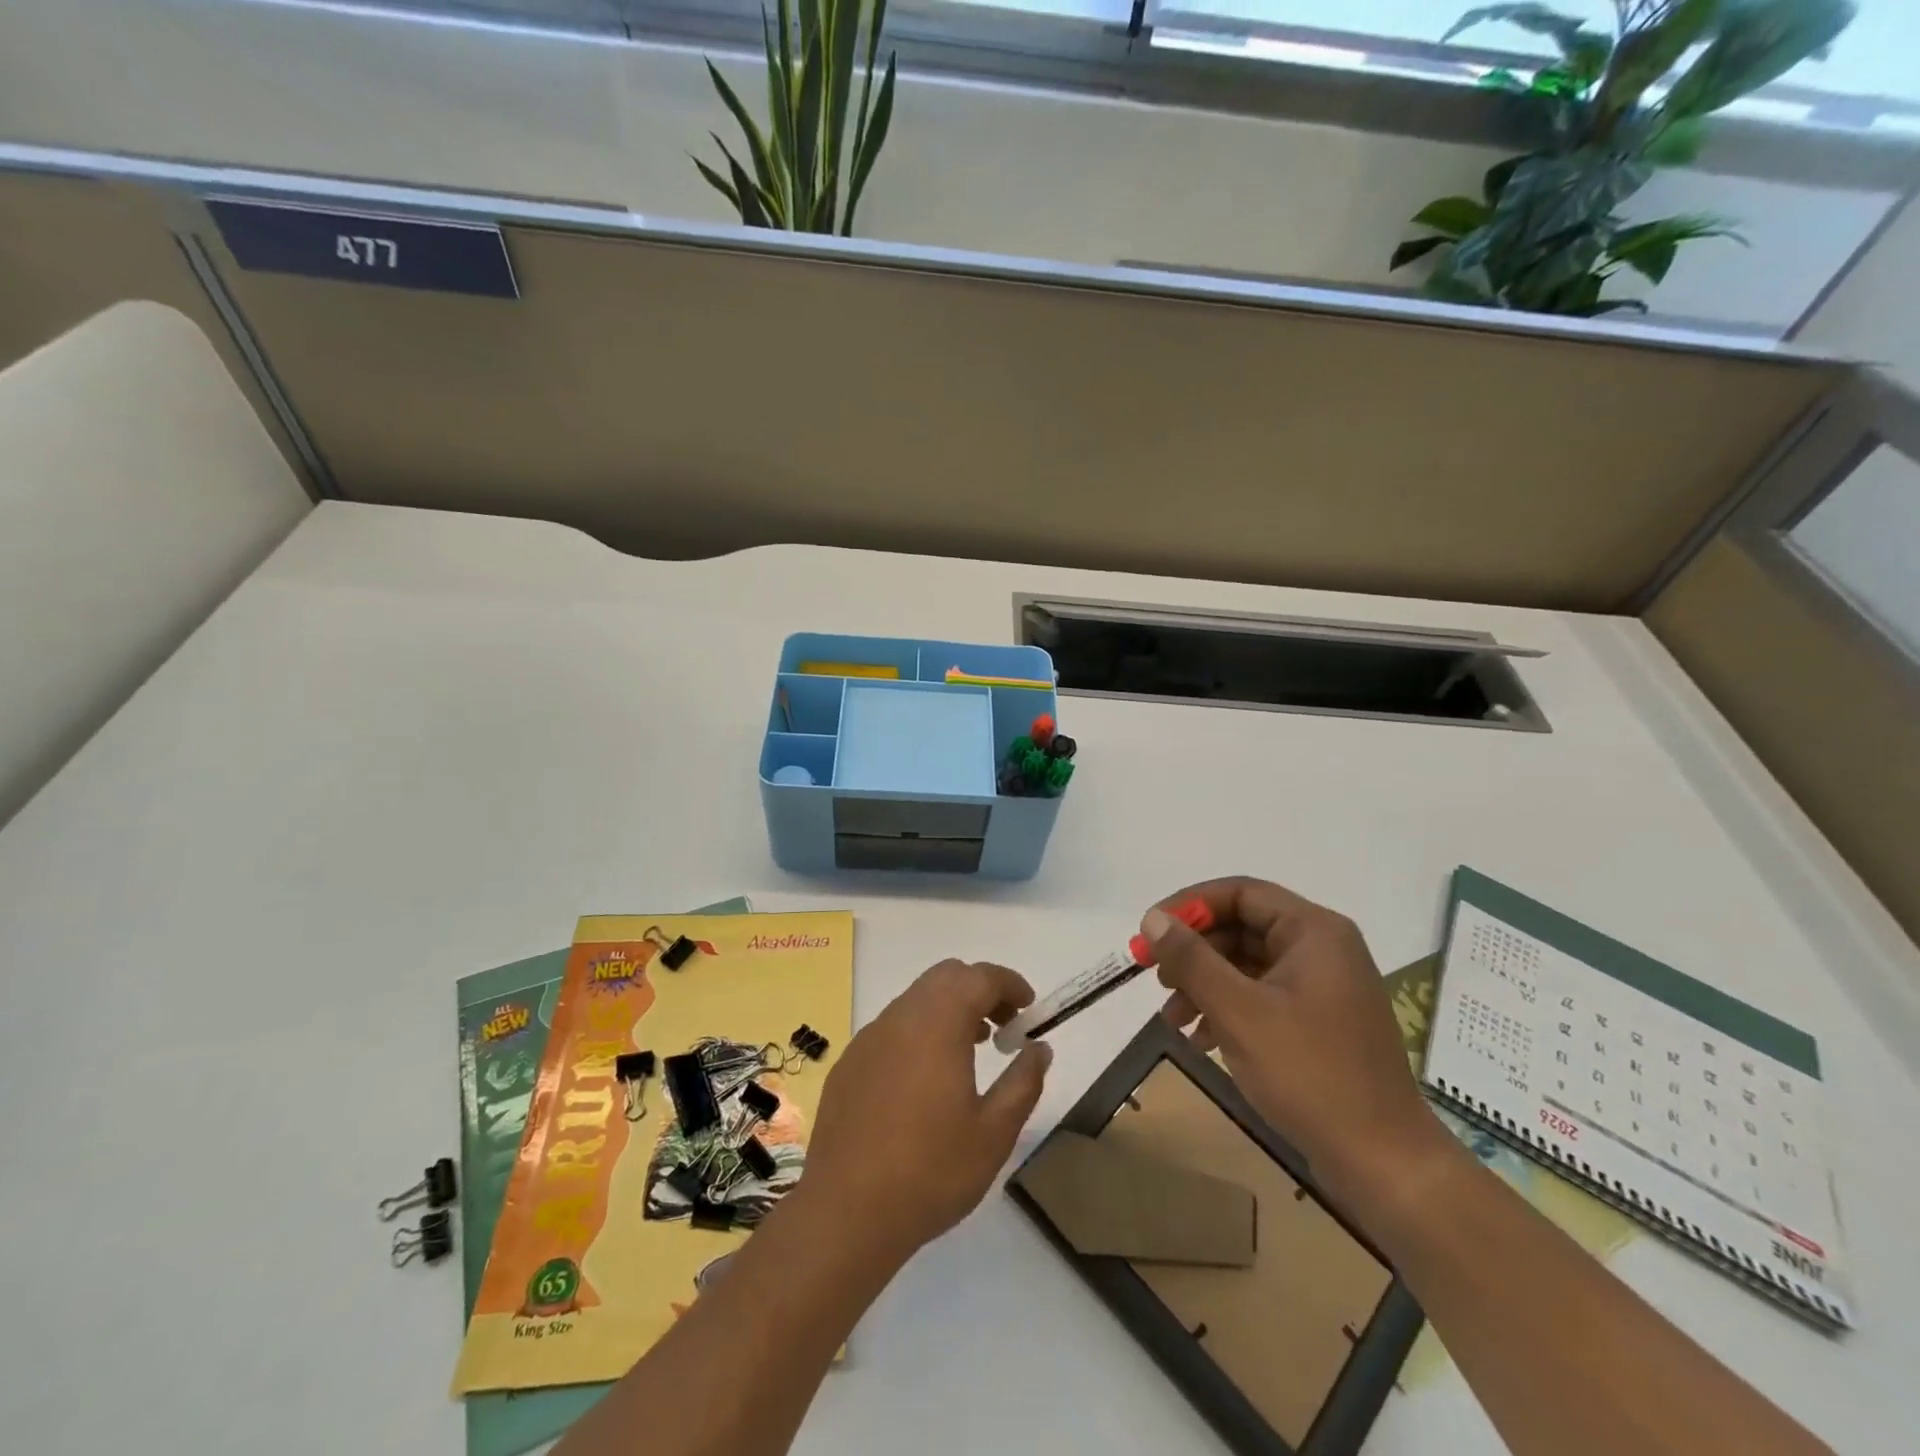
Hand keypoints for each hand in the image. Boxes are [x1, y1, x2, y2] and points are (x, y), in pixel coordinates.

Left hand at [800, 960, 1051, 1262]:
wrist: (845, 1212)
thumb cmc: (930, 1172)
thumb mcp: (994, 1133)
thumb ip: (1023, 1082)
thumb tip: (1039, 1048)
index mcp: (938, 1024)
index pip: (980, 977)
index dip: (1009, 984)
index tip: (1029, 1008)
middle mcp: (901, 1017)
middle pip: (945, 977)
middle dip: (980, 990)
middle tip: (1003, 1027)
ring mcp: (869, 1038)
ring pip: (916, 999)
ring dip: (949, 1009)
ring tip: (970, 1051)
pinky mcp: (849, 1062)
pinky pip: (892, 1028)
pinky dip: (919, 1032)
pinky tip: (925, 1080)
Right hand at [1139, 878, 1448, 1205]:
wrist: (1384, 1164)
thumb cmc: (1311, 1074)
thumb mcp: (1239, 1011)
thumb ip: (1192, 959)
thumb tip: (1152, 918)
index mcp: (1313, 931)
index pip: (1239, 893)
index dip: (1189, 906)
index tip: (1150, 932)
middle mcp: (1321, 949)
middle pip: (1241, 927)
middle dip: (1193, 952)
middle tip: (1154, 977)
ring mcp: (1321, 987)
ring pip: (1246, 965)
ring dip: (1203, 984)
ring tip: (1171, 1018)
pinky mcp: (1317, 1022)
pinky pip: (1260, 996)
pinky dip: (1225, 1009)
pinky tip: (1199, 1039)